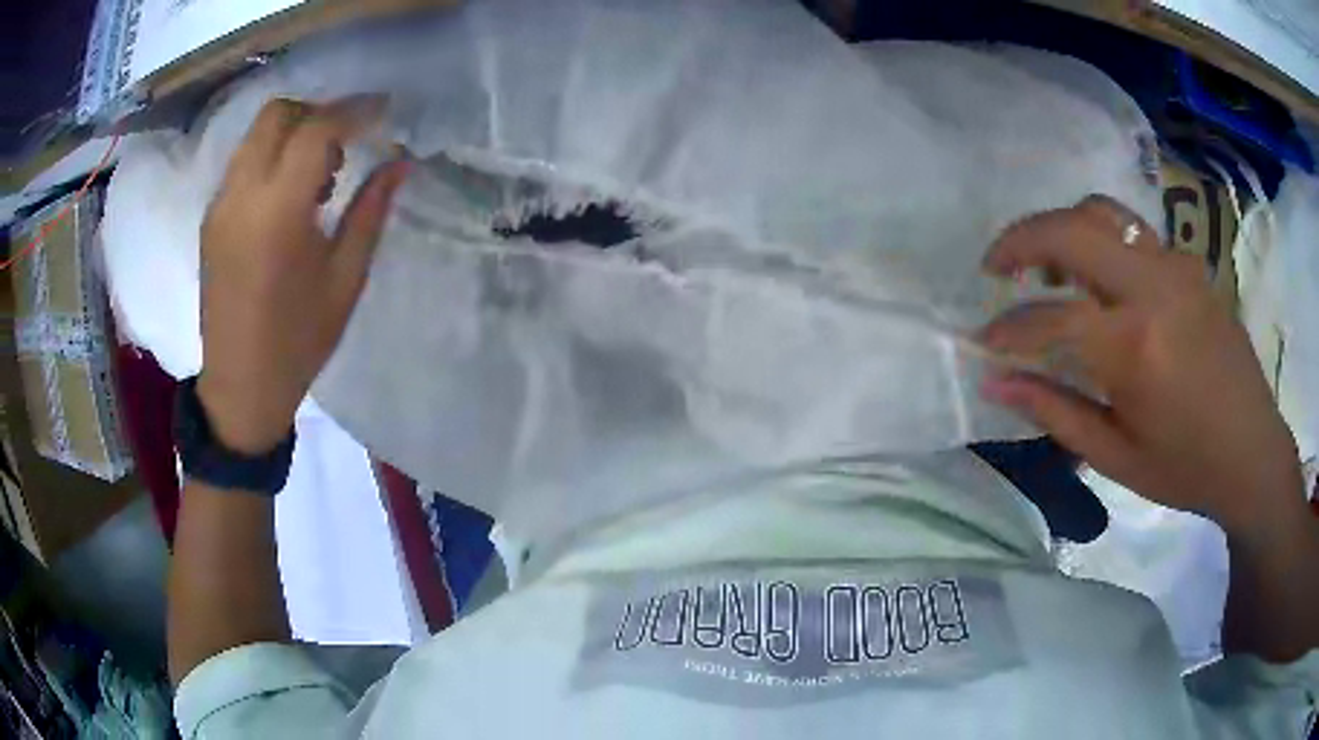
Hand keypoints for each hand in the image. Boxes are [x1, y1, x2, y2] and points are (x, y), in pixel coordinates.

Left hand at [197, 96, 407, 453]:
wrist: (240, 386)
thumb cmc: (298, 341)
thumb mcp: (345, 278)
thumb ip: (370, 211)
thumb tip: (399, 163)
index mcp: (278, 214)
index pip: (315, 130)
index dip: (354, 111)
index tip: (384, 111)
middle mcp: (241, 197)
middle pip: (277, 114)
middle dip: (318, 112)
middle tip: (348, 140)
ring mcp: (220, 205)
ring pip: (255, 134)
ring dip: (293, 133)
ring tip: (320, 174)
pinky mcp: (210, 218)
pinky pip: (243, 162)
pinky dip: (272, 157)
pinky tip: (290, 195)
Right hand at [978, 196, 1304, 539]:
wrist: (1253, 452)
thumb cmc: (1186, 467)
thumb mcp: (1116, 455)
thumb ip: (1054, 411)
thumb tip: (995, 381)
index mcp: (1135, 347)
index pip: (1049, 318)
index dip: (1007, 329)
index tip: (983, 340)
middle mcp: (1153, 288)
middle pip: (1071, 230)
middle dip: (1020, 240)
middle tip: (996, 267)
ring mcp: (1175, 267)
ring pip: (1103, 213)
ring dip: (1064, 230)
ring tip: (1049, 267)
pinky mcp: (1190, 265)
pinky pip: (1135, 234)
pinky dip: (1103, 244)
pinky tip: (1104, 282)